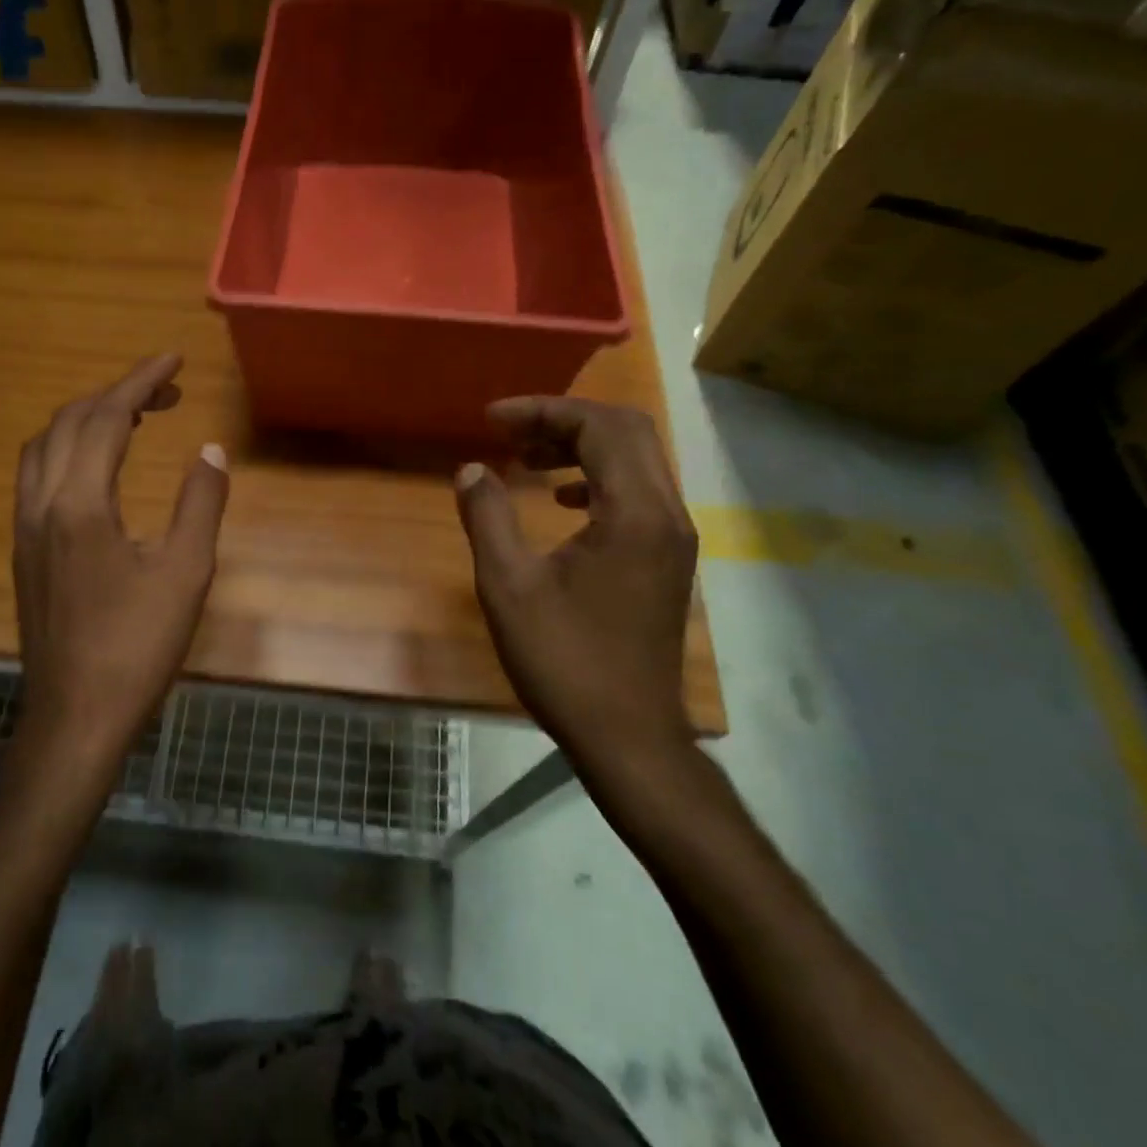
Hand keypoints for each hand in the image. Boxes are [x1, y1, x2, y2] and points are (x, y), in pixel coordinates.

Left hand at [11, 354, 228, 778]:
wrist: (74, 717)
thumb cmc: (136, 647)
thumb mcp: (186, 573)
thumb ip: (200, 503)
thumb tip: (210, 450)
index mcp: (79, 505)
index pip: (106, 418)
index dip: (141, 381)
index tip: (173, 359)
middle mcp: (41, 505)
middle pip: (69, 422)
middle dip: (117, 394)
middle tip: (166, 392)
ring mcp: (24, 529)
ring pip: (44, 447)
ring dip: (85, 419)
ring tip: (132, 418)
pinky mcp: (23, 551)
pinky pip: (37, 475)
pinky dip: (68, 449)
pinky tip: (97, 469)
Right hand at [454, 397, 698, 795]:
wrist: (628, 736)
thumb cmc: (564, 661)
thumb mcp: (508, 586)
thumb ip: (488, 517)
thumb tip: (472, 470)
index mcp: (634, 514)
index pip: (599, 427)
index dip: (543, 410)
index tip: (491, 419)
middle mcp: (667, 515)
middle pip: (627, 431)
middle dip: (564, 419)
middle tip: (509, 431)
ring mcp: (674, 538)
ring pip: (636, 460)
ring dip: (581, 445)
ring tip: (527, 459)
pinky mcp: (667, 559)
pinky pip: (638, 491)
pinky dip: (597, 477)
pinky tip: (561, 499)